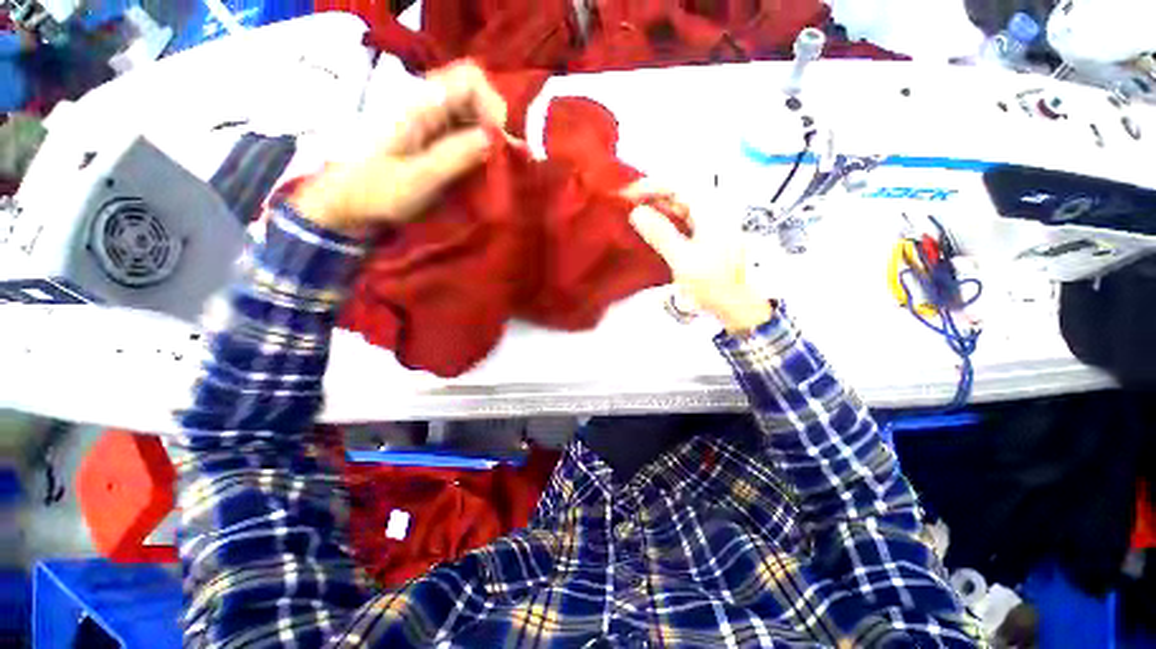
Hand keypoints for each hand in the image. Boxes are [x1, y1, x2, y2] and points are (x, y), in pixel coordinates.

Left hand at [291, 61, 508, 233]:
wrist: (346, 205)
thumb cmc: (376, 193)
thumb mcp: (418, 178)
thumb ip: (455, 156)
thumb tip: (494, 138)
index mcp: (419, 105)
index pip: (470, 80)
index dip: (492, 106)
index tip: (497, 143)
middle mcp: (426, 104)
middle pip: (475, 94)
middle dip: (494, 124)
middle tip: (498, 159)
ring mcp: (428, 120)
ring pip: (472, 113)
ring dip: (488, 137)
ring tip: (492, 167)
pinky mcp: (431, 137)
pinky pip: (464, 131)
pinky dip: (479, 147)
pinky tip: (480, 168)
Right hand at [626, 189, 773, 334]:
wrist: (739, 304)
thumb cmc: (714, 282)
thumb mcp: (683, 259)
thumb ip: (660, 234)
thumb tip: (636, 212)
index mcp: (710, 209)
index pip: (676, 184)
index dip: (649, 186)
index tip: (625, 195)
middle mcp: (712, 209)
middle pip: (678, 193)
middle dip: (650, 197)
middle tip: (625, 207)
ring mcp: (711, 223)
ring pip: (679, 207)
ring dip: (656, 209)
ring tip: (633, 217)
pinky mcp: (706, 236)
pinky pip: (682, 221)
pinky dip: (664, 222)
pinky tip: (651, 231)